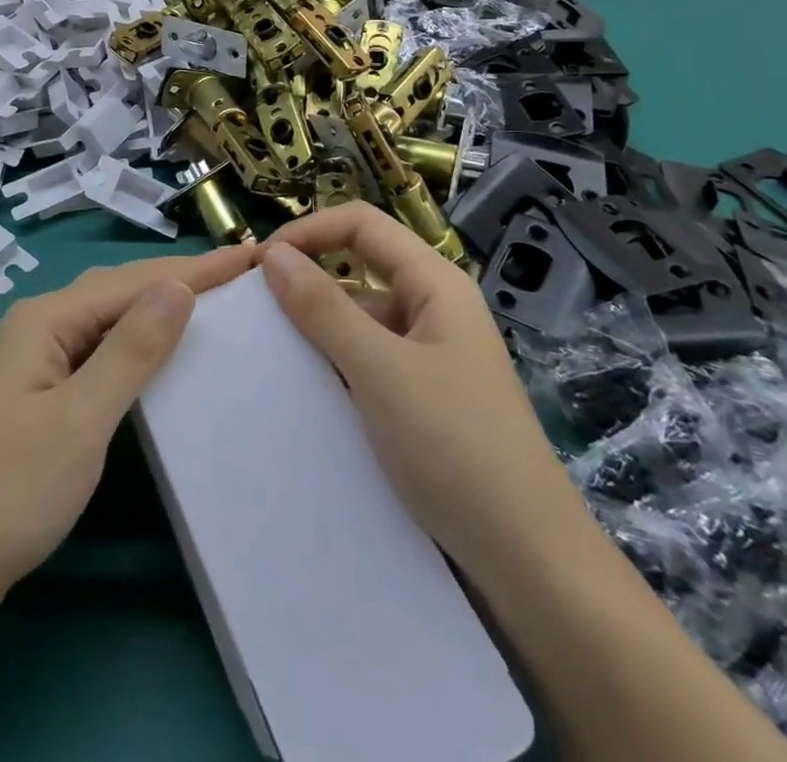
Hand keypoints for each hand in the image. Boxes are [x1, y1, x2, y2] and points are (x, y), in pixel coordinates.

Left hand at [0, 244, 258, 622]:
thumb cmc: (8, 493)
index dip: (194, 269)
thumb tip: (178, 287)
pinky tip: (153, 356)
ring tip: (208, 304)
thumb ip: (131, 350)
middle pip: (117, 290)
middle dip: (177, 280)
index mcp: (44, 320)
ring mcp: (32, 364)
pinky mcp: (35, 398)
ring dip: (154, 308)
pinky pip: (95, 353)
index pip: (133, 282)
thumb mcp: (80, 420)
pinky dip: (132, 345)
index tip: (249, 256)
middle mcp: (36, 327)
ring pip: (105, 320)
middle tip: (237, 275)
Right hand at [258, 204, 578, 568]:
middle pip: (362, 265)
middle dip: (308, 277)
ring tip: (270, 350)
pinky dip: (334, 360)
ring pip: (361, 315)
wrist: (529, 562)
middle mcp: (434, 307)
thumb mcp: (381, 372)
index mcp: (436, 284)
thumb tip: (273, 256)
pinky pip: (368, 357)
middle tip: (256, 307)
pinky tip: (305, 388)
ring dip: (318, 324)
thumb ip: (324, 309)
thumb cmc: (456, 449)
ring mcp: (430, 353)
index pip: (362, 224)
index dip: (309, 231)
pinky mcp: (423, 394)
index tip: (261, 264)